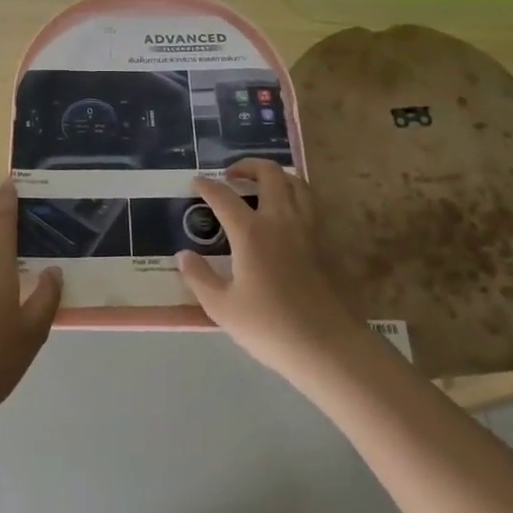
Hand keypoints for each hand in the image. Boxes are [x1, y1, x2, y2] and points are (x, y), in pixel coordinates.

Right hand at [176, 159, 367, 386]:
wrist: (328, 347)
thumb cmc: (270, 327)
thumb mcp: (222, 307)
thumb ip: (199, 277)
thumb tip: (183, 255)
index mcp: (251, 232)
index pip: (224, 196)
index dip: (207, 185)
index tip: (196, 182)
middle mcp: (280, 220)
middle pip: (268, 174)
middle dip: (247, 166)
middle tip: (231, 175)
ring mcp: (307, 229)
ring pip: (296, 183)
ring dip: (276, 176)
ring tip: (261, 186)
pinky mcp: (324, 243)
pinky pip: (309, 204)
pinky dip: (294, 195)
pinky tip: (285, 215)